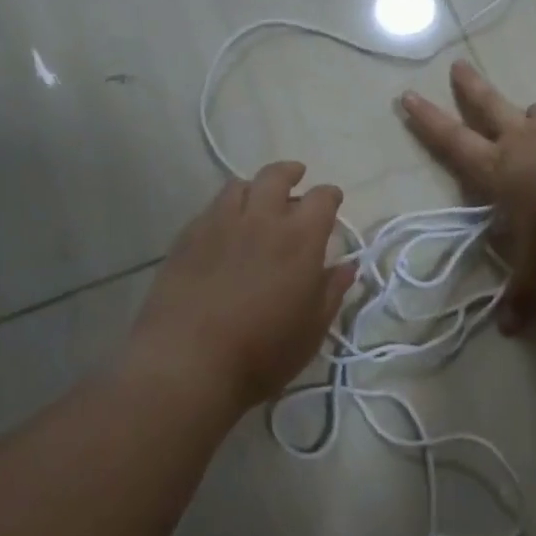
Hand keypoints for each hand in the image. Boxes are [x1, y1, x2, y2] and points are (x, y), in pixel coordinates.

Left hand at [127, 162, 356, 416]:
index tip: (333, 202)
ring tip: (257, 200)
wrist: (187, 362)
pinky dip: (225, 209)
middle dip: (291, 173)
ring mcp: (219, 224)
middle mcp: (261, 219)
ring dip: (254, 187)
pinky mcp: (187, 237)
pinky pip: (211, 208)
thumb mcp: (311, 329)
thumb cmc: (262, 352)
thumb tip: (348, 266)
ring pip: (239, 186)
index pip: (322, 198)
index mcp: (300, 238)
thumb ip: (332, 291)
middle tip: (297, 178)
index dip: (330, 197)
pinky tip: (224, 228)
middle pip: (276, 176)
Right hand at [400, 61, 535, 332]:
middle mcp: (523, 141)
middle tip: (457, 66)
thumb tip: (510, 331)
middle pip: (490, 107)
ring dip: (532, 115)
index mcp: (499, 170)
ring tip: (535, 117)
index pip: (453, 142)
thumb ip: (525, 293)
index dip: (428, 122)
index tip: (408, 96)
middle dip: (470, 89)